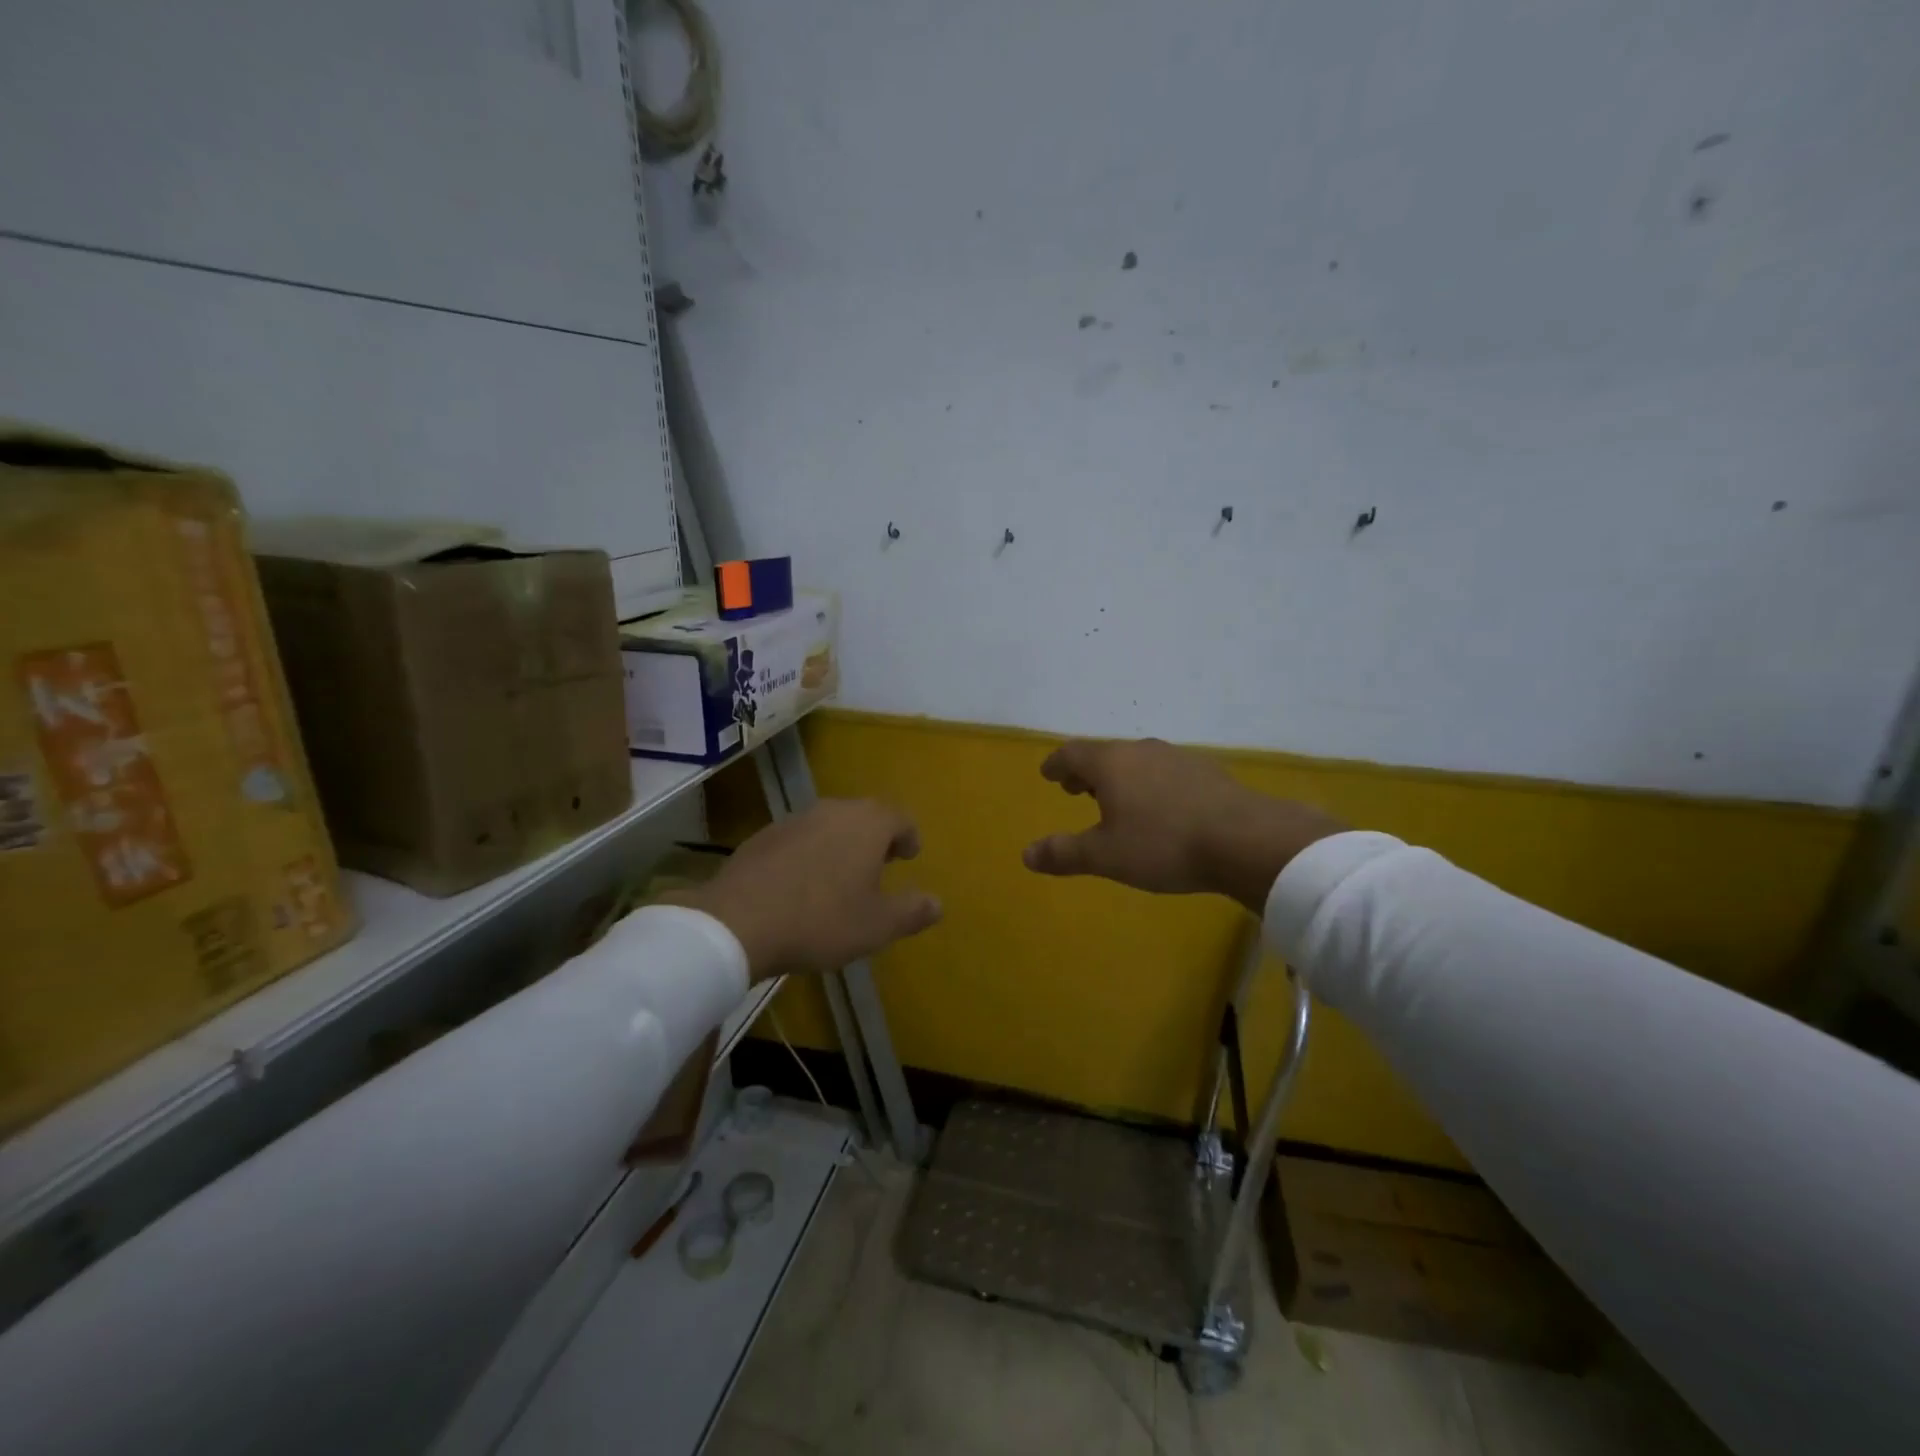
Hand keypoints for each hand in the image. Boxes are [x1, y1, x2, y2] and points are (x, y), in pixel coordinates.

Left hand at [671, 799, 942, 982]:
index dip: (909, 837)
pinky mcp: (763, 836)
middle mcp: (833, 810)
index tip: (910, 856)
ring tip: (841, 877)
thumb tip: (937, 903)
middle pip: (864, 816)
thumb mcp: (877, 926)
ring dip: (841, 844)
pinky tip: (802, 885)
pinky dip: (810, 854)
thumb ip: (911, 911)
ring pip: (830, 825)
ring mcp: (794, 820)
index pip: (900, 818)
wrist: (738, 922)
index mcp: (867, 823)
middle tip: (880, 865)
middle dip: (876, 838)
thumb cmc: (821, 920)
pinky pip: (800, 839)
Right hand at [1022, 738, 1344, 912]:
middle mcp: (1142, 751)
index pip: (1073, 753)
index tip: (1048, 774)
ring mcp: (1178, 758)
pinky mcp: (1209, 773)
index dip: (1057, 764)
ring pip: (1139, 762)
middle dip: (1088, 772)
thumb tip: (1026, 854)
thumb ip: (1064, 853)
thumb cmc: (1163, 844)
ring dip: (1122, 778)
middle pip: (1106, 754)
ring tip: (1119, 800)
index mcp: (1111, 764)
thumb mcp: (1106, 856)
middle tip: (1077, 789)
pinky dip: (1153, 785)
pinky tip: (1164, 808)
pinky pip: (1167, 773)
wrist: (1246, 840)